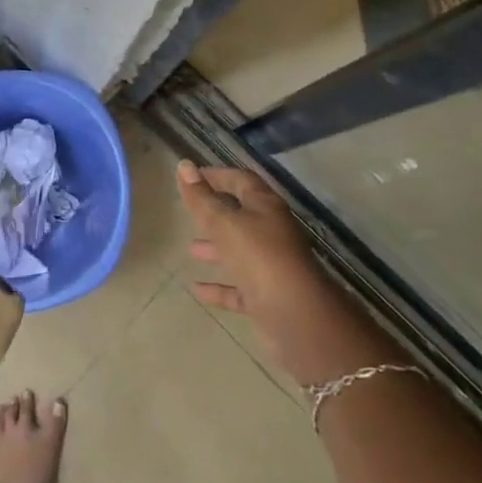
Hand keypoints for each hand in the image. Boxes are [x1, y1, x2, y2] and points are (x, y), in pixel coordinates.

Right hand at [178, 160, 351, 384]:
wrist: (298, 318)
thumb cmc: (260, 258)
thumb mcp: (225, 223)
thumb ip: (202, 199)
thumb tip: (183, 164)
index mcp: (266, 208)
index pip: (241, 180)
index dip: (217, 175)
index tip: (191, 176)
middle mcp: (272, 233)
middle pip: (241, 216)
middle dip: (215, 212)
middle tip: (189, 211)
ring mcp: (271, 266)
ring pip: (240, 252)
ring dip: (217, 249)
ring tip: (191, 249)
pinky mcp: (268, 297)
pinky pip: (239, 288)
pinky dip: (220, 286)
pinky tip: (198, 288)